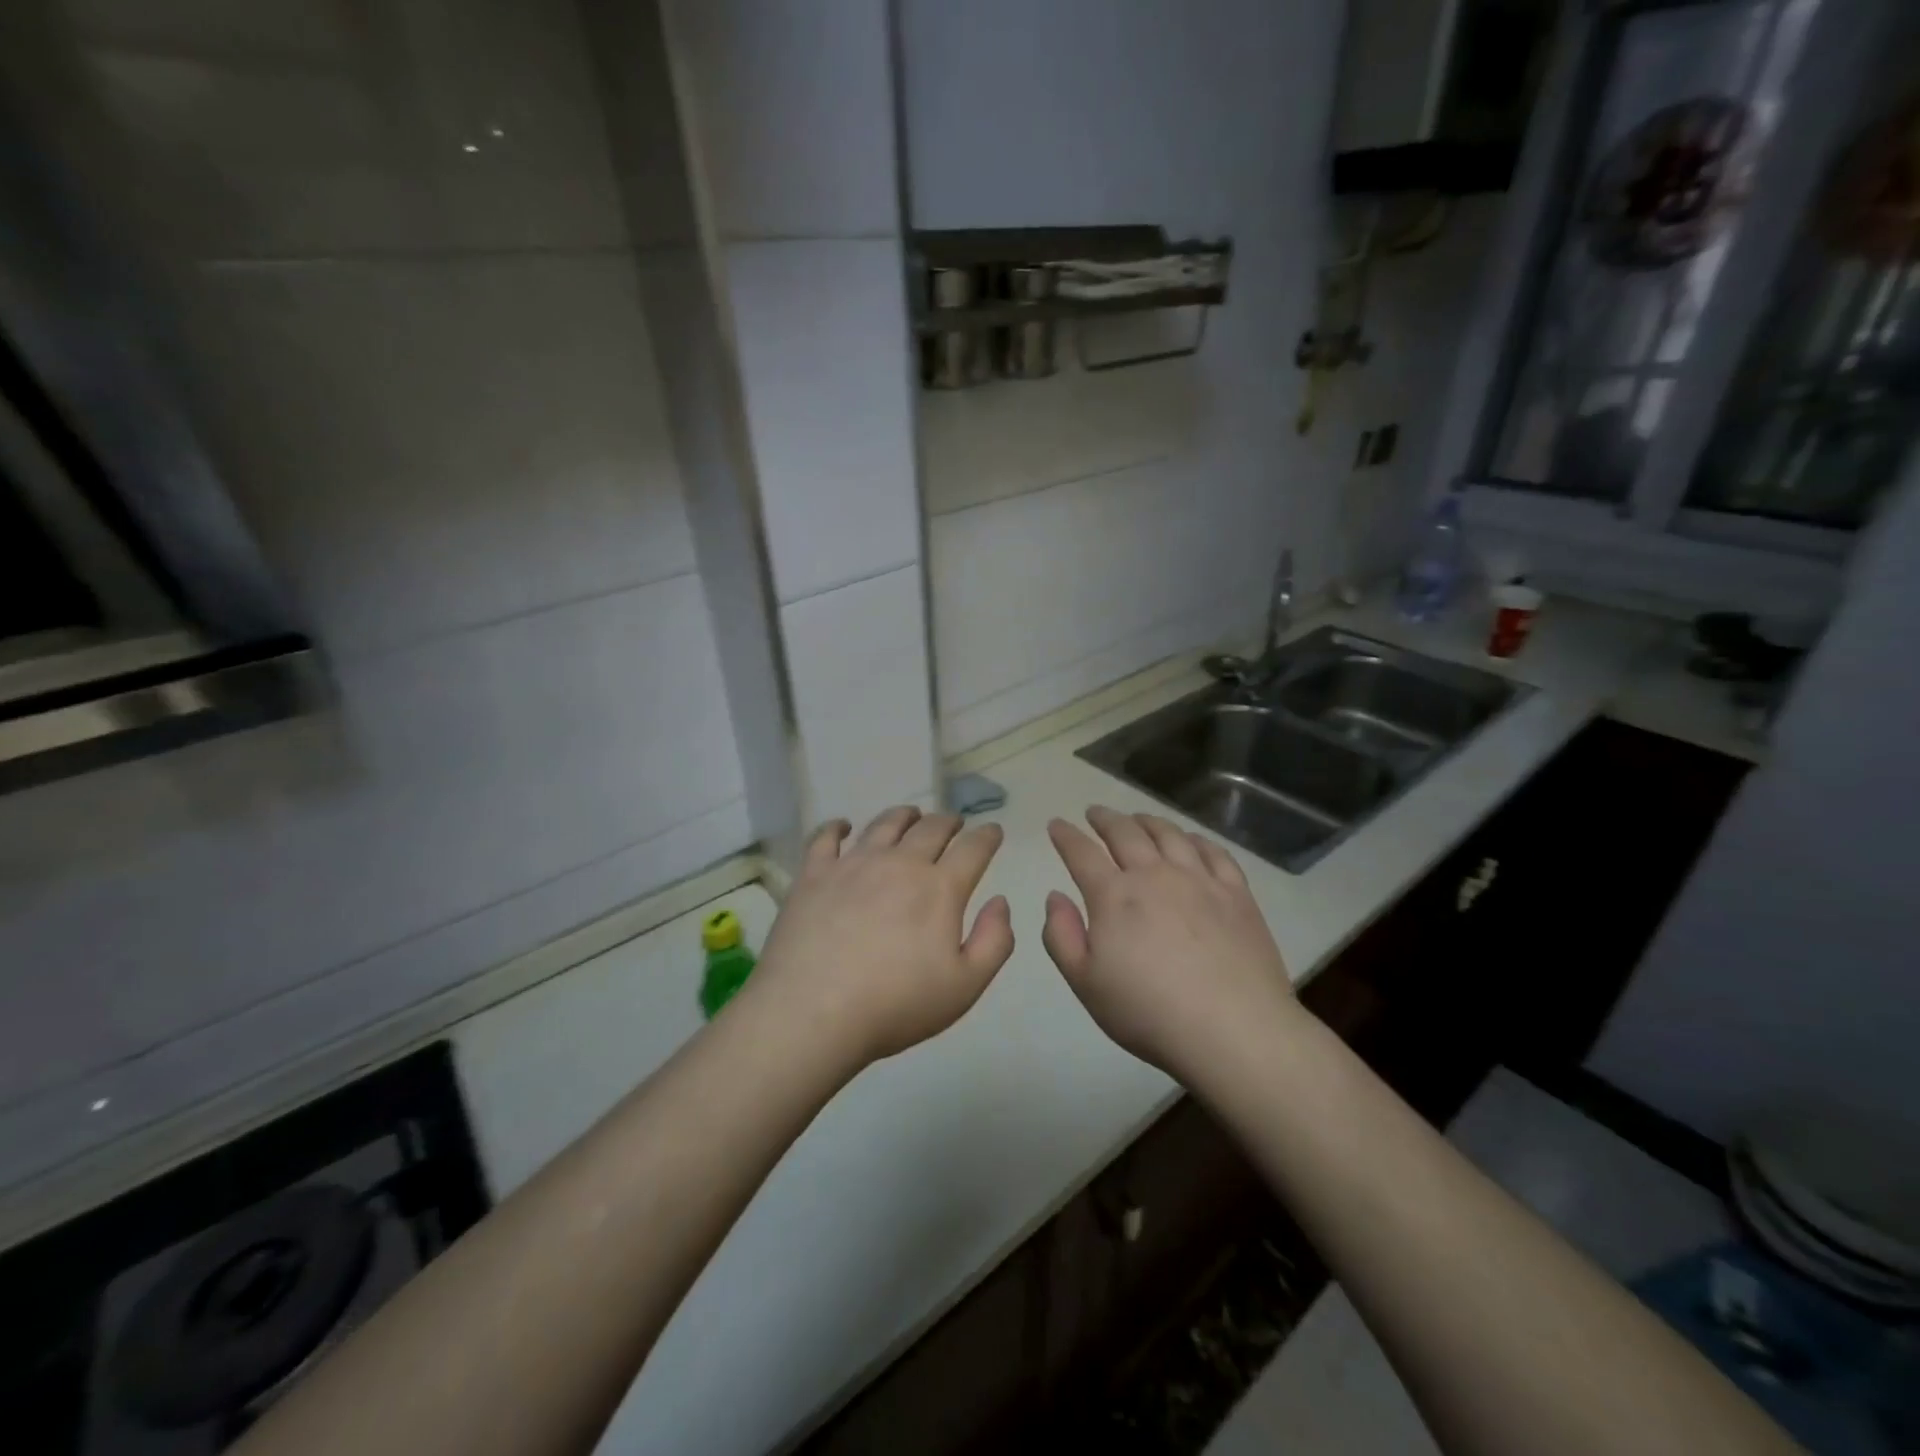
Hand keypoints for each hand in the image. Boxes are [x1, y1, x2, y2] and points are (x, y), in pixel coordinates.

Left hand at [748, 806, 1014, 1065]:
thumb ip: (994, 941)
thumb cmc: (896, 1005)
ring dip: (904, 815)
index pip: (973, 849)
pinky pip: (826, 837)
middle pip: (931, 828)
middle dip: (949, 821)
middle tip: (954, 823)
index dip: (987, 836)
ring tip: (910, 815)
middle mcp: (899, 863)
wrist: (813, 1012)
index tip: (993, 831)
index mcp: (939, 888)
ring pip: (884, 824)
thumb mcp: (965, 986)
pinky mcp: (814, 874)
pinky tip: (843, 826)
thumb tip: (1000, 902)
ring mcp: (853, 864)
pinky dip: (838, 826)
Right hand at [1042, 807, 1294, 1077]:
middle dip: (1105, 819)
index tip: (1056, 824)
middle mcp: (1154, 875)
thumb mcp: (1085, 983)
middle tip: (1095, 813)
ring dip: (1147, 821)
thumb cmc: (1148, 1012)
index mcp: (1114, 896)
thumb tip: (1055, 896)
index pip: (1081, 853)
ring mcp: (1199, 880)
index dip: (1066, 836)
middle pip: (1125, 833)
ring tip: (1137, 818)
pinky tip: (1190, 840)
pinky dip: (1194, 839)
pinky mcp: (1236, 893)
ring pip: (1168, 834)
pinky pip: (1213, 851)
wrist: (1233, 1029)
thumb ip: (1061, 935)